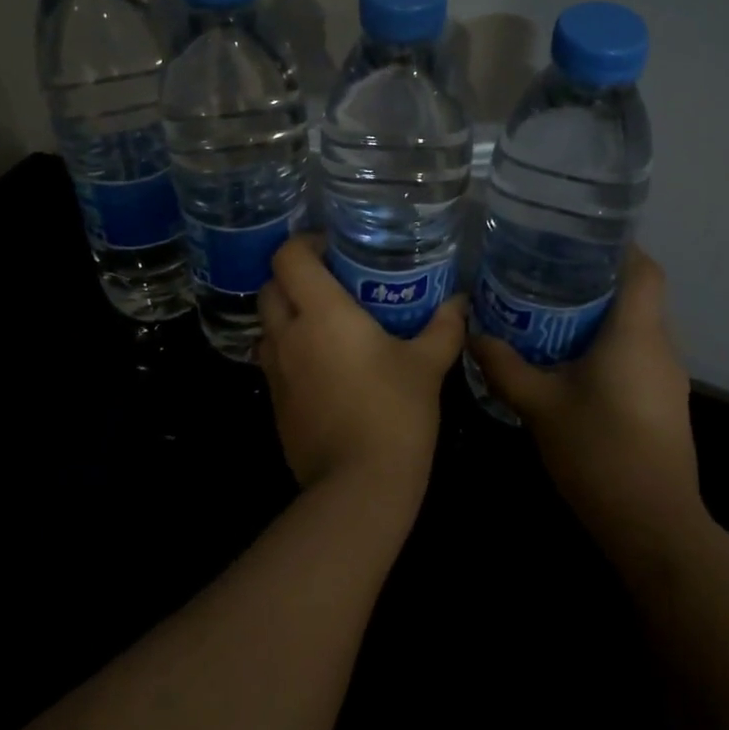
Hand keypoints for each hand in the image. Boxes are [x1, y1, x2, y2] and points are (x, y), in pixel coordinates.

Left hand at [258, 234, 467, 504]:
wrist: (359, 487)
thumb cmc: (395, 413)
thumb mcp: (427, 365)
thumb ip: (444, 327)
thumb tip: (461, 301)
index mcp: (322, 313)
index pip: (289, 257)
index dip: (305, 243)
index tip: (332, 248)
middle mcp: (289, 335)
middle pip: (270, 287)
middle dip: (293, 277)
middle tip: (330, 282)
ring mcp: (276, 372)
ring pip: (267, 325)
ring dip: (288, 314)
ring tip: (325, 322)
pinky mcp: (275, 404)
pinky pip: (273, 360)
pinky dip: (290, 350)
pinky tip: (324, 365)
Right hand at [469, 246, 700, 541]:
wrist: (653, 527)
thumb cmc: (599, 453)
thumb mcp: (540, 406)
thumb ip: (505, 366)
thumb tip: (475, 333)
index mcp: (636, 334)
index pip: (644, 269)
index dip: (618, 247)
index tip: (579, 239)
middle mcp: (660, 347)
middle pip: (638, 295)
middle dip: (597, 280)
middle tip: (549, 273)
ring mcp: (668, 378)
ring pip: (638, 327)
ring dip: (602, 316)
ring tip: (553, 312)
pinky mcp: (665, 404)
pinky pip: (639, 355)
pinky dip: (610, 346)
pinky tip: (573, 362)